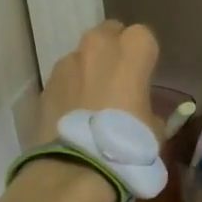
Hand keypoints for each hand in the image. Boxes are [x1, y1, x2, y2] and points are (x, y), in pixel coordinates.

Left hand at [32, 21, 160, 145]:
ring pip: (83, 56)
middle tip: (119, 81)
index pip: (143, 37)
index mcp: (132, 50)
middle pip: (109, 34)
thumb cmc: (129, 142)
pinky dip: (70, 89)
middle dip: (114, 51)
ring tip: (93, 102)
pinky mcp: (46, 83)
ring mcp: (67, 62)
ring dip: (89, 70)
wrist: (78, 167)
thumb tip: (142, 112)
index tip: (145, 77)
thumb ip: (148, 109)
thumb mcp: (155, 128)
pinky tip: (74, 115)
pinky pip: (64, 78)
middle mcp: (98, 46)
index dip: (144, 57)